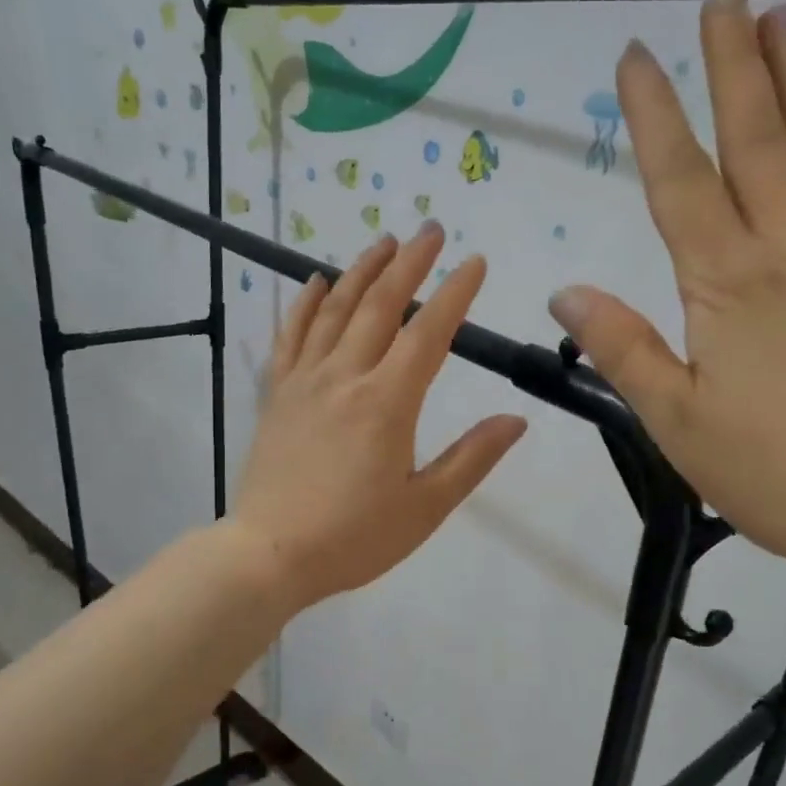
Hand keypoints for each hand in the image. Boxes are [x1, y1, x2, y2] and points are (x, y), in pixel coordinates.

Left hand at [230, 222, 527, 612]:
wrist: (269, 554)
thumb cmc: (354, 537)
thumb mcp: (425, 507)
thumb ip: (471, 458)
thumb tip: (515, 419)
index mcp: (388, 402)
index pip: (429, 333)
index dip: (455, 293)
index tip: (475, 262)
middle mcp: (345, 377)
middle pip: (380, 305)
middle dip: (409, 263)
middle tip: (430, 230)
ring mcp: (305, 381)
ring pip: (334, 310)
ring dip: (360, 271)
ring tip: (383, 242)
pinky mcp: (276, 394)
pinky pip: (290, 336)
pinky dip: (303, 304)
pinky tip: (313, 282)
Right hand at [547, 0, 785, 586]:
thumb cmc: (784, 473)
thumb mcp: (680, 426)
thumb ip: (623, 351)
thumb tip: (566, 290)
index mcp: (729, 289)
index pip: (681, 184)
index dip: (655, 116)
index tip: (634, 54)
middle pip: (760, 142)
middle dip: (735, 63)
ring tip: (785, 19)